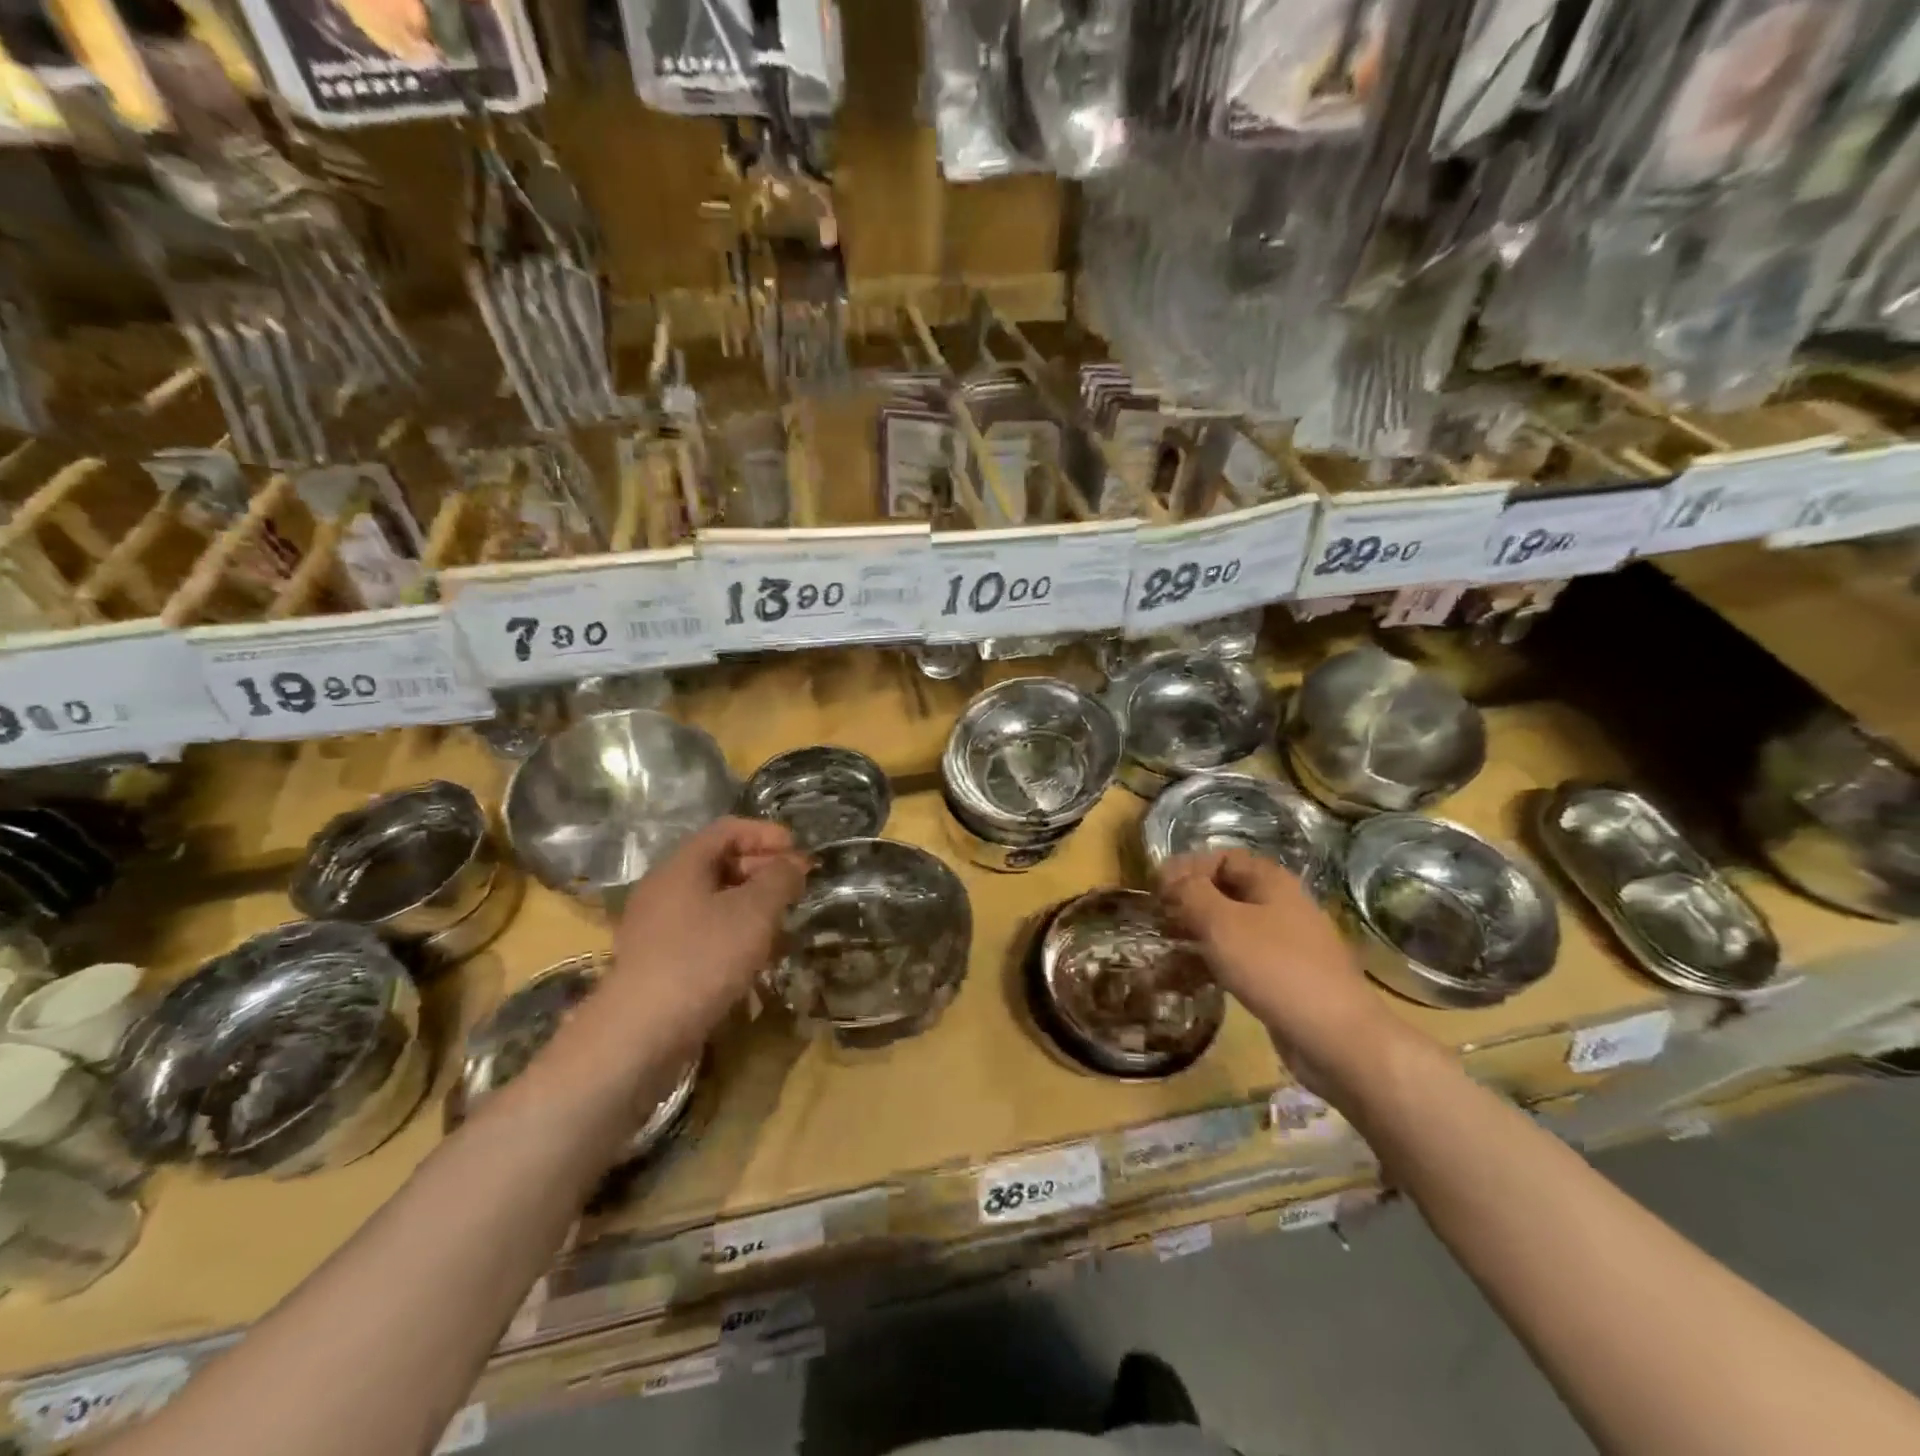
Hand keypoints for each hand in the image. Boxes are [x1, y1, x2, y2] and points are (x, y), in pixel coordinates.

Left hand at [603, 817, 808, 1046]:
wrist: (641, 1033)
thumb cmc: (702, 958)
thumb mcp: (754, 912)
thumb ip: (779, 879)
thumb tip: (793, 863)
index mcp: (682, 865)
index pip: (727, 830)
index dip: (766, 834)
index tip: (798, 851)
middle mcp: (664, 888)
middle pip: (718, 863)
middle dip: (762, 869)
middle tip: (795, 888)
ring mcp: (657, 927)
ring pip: (713, 901)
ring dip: (751, 905)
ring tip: (782, 924)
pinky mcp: (659, 961)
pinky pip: (703, 932)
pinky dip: (733, 933)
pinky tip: (755, 957)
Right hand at [1157, 849, 1417, 1092]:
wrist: (1337, 1037)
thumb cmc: (1275, 968)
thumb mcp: (1222, 923)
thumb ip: (1191, 893)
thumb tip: (1171, 878)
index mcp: (1271, 882)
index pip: (1221, 857)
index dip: (1186, 867)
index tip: (1156, 888)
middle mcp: (1281, 905)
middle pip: (1227, 890)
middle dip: (1190, 900)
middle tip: (1157, 917)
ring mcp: (1286, 942)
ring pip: (1233, 925)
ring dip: (1198, 931)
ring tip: (1167, 945)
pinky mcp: (1285, 977)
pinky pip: (1242, 957)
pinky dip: (1214, 959)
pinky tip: (1191, 977)